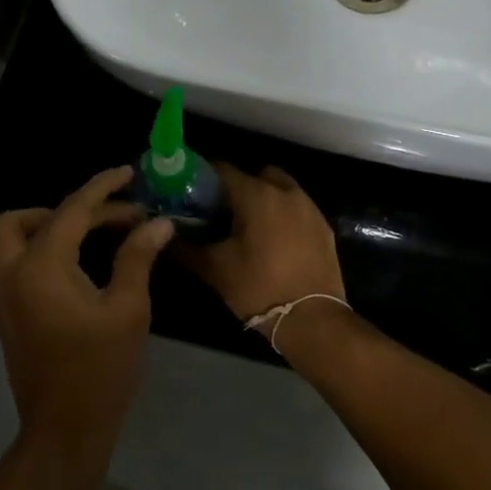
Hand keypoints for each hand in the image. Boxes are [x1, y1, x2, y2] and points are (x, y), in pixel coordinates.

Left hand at [0, 166, 175, 460]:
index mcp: (40, 266)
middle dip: (61, 210)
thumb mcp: (127, 309)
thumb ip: (137, 258)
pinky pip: (10, 263)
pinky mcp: (2, 313)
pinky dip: (35, 250)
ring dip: (42, 227)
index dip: (102, 189)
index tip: (127, 174)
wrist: (65, 428)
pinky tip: (73, 263)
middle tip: (104, 218)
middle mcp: (10, 272)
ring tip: (88, 236)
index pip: (71, 211)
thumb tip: (158, 223)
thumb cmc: (101, 368)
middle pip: (20, 219)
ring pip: (8, 240)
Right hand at [181, 163, 345, 325]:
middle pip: (256, 174)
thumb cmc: (258, 288)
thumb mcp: (215, 269)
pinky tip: (274, 241)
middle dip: (239, 186)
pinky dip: (284, 215)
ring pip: (281, 189)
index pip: (223, 169)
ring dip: (264, 198)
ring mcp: (309, 208)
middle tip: (222, 211)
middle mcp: (285, 192)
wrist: (312, 320)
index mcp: (256, 195)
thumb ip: (186, 248)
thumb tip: (166, 236)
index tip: (192, 191)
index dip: (204, 177)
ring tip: (249, 226)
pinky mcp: (324, 227)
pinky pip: (298, 209)